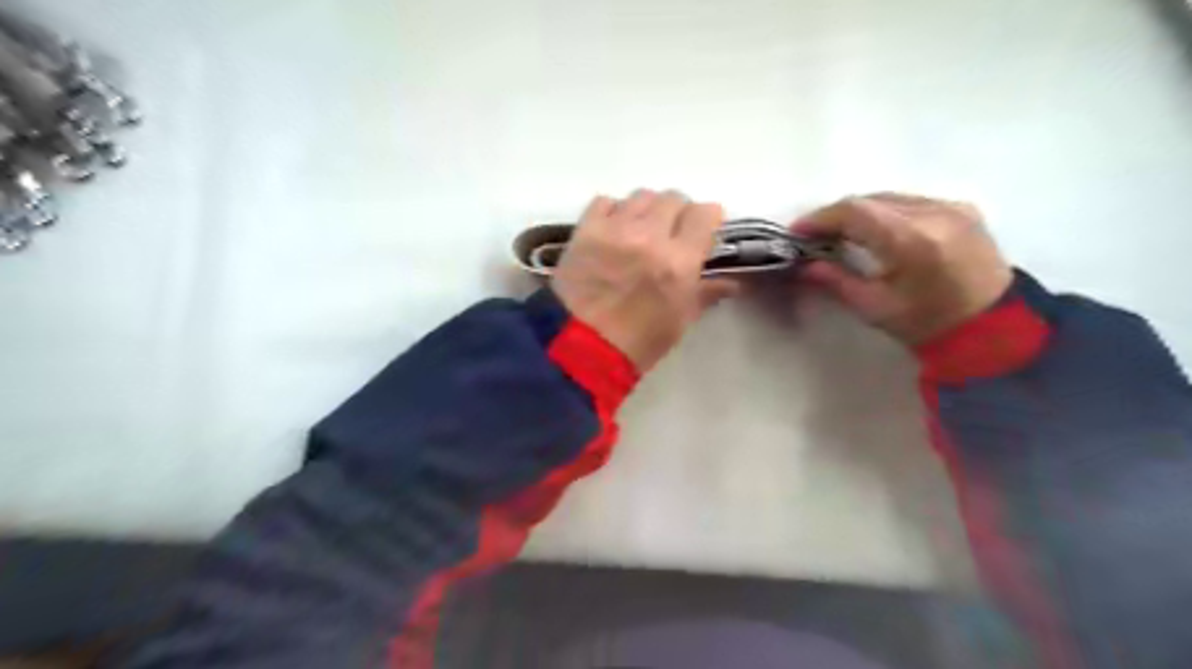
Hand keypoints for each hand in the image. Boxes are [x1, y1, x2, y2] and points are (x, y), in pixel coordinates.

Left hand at [555, 192, 741, 373]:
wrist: (579, 349)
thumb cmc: (638, 342)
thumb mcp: (680, 321)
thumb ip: (706, 293)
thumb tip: (733, 282)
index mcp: (679, 262)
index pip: (704, 214)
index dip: (708, 219)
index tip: (704, 231)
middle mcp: (649, 236)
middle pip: (673, 198)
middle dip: (678, 213)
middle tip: (671, 233)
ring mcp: (614, 229)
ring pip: (641, 197)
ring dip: (647, 211)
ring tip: (641, 231)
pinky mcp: (585, 230)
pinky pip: (605, 202)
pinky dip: (614, 211)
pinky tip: (614, 230)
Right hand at [790, 190, 1012, 345]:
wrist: (994, 329)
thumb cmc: (928, 324)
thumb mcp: (874, 307)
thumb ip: (835, 280)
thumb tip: (803, 264)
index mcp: (912, 239)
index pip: (855, 211)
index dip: (820, 218)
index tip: (796, 232)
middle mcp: (934, 212)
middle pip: (871, 199)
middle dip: (836, 215)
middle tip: (814, 235)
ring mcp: (952, 207)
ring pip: (890, 197)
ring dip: (860, 212)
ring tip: (840, 233)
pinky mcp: (962, 209)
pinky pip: (911, 201)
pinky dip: (886, 212)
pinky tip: (876, 231)